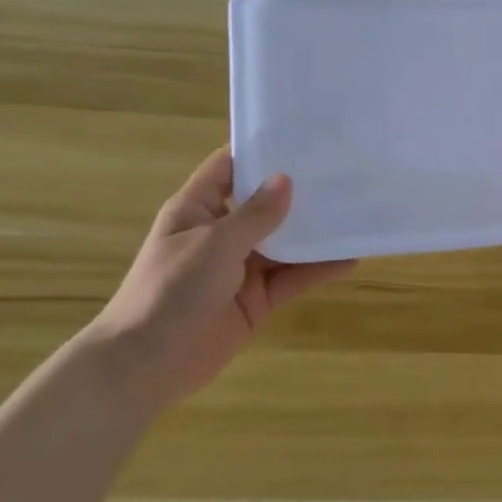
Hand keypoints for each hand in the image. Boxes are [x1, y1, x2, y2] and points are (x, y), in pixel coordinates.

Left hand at [88, 149, 354, 410]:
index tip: (301, 137)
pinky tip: (350, 258)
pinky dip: (318, 269)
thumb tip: (286, 179)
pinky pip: (292, 278)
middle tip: (343, 172)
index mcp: (198, 209)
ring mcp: (239, 268)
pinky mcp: (256, 300)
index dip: (260, 150)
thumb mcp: (214, 244)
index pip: (229, 167)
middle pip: (264, 204)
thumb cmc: (171, 290)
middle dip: (299, 191)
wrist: (146, 364)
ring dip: (314, 232)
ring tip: (355, 212)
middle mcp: (220, 233)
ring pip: (284, 243)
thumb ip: (255, 215)